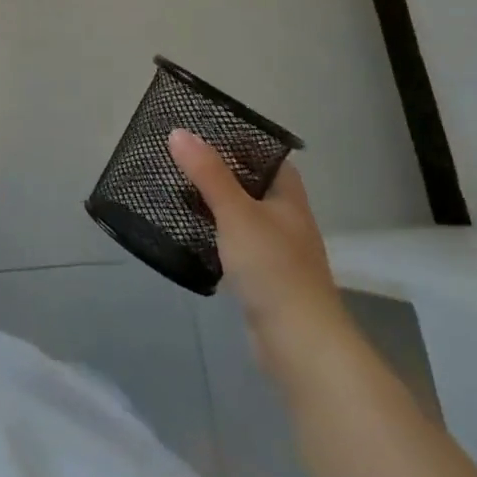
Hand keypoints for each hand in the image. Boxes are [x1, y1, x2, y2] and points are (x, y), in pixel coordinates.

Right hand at [168, 130, 352, 378]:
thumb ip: (207, 173)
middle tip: (179, 158)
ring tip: (176, 190)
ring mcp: (277, 253)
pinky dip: (214, 236)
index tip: (204, 130)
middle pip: (251, 185)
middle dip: (219, 172)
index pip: (267, 157)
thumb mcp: (236, 213)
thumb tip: (178, 132)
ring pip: (241, 216)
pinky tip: (189, 234)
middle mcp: (286, 220)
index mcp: (288, 198)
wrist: (300, 346)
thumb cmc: (273, 268)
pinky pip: (234, 245)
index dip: (240, 141)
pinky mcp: (263, 281)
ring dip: (214, 205)